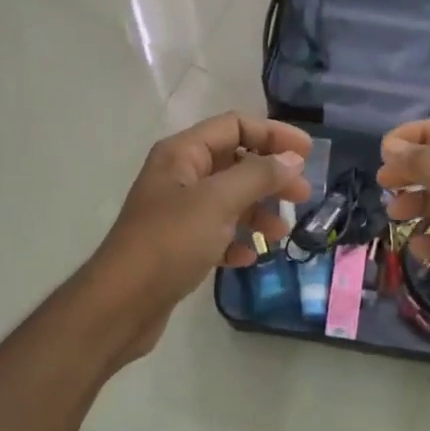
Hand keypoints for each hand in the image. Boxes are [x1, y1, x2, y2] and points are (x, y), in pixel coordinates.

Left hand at [92, 112, 313, 357]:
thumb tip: (292, 158)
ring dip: (258, 212)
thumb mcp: (218, 201)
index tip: (308, 155)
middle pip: (235, 163)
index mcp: (182, 154)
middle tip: (304, 196)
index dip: (273, 134)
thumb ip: (259, 175)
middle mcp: (179, 177)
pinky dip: (236, 241)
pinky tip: (247, 258)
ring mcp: (178, 213)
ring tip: (281, 234)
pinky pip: (217, 234)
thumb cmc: (169, 242)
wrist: (121, 304)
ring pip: (230, 201)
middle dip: (271, 177)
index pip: (235, 126)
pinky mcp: (178, 247)